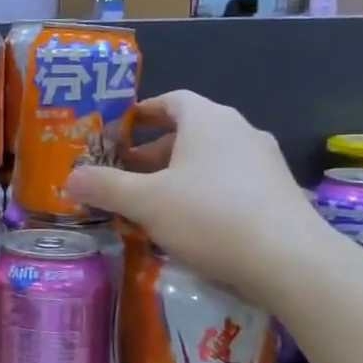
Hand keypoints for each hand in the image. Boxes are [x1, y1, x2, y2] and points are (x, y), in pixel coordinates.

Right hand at [67, 90, 333, 295]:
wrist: (292, 261)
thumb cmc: (210, 216)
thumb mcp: (145, 202)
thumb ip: (105, 187)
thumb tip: (70, 178)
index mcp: (207, 120)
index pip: (171, 100)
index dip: (143, 113)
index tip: (119, 131)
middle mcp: (240, 131)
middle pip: (188, 132)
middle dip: (152, 152)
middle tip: (125, 174)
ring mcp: (265, 162)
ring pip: (209, 159)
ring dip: (178, 175)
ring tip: (152, 202)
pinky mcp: (278, 193)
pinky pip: (231, 182)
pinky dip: (204, 193)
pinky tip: (190, 224)